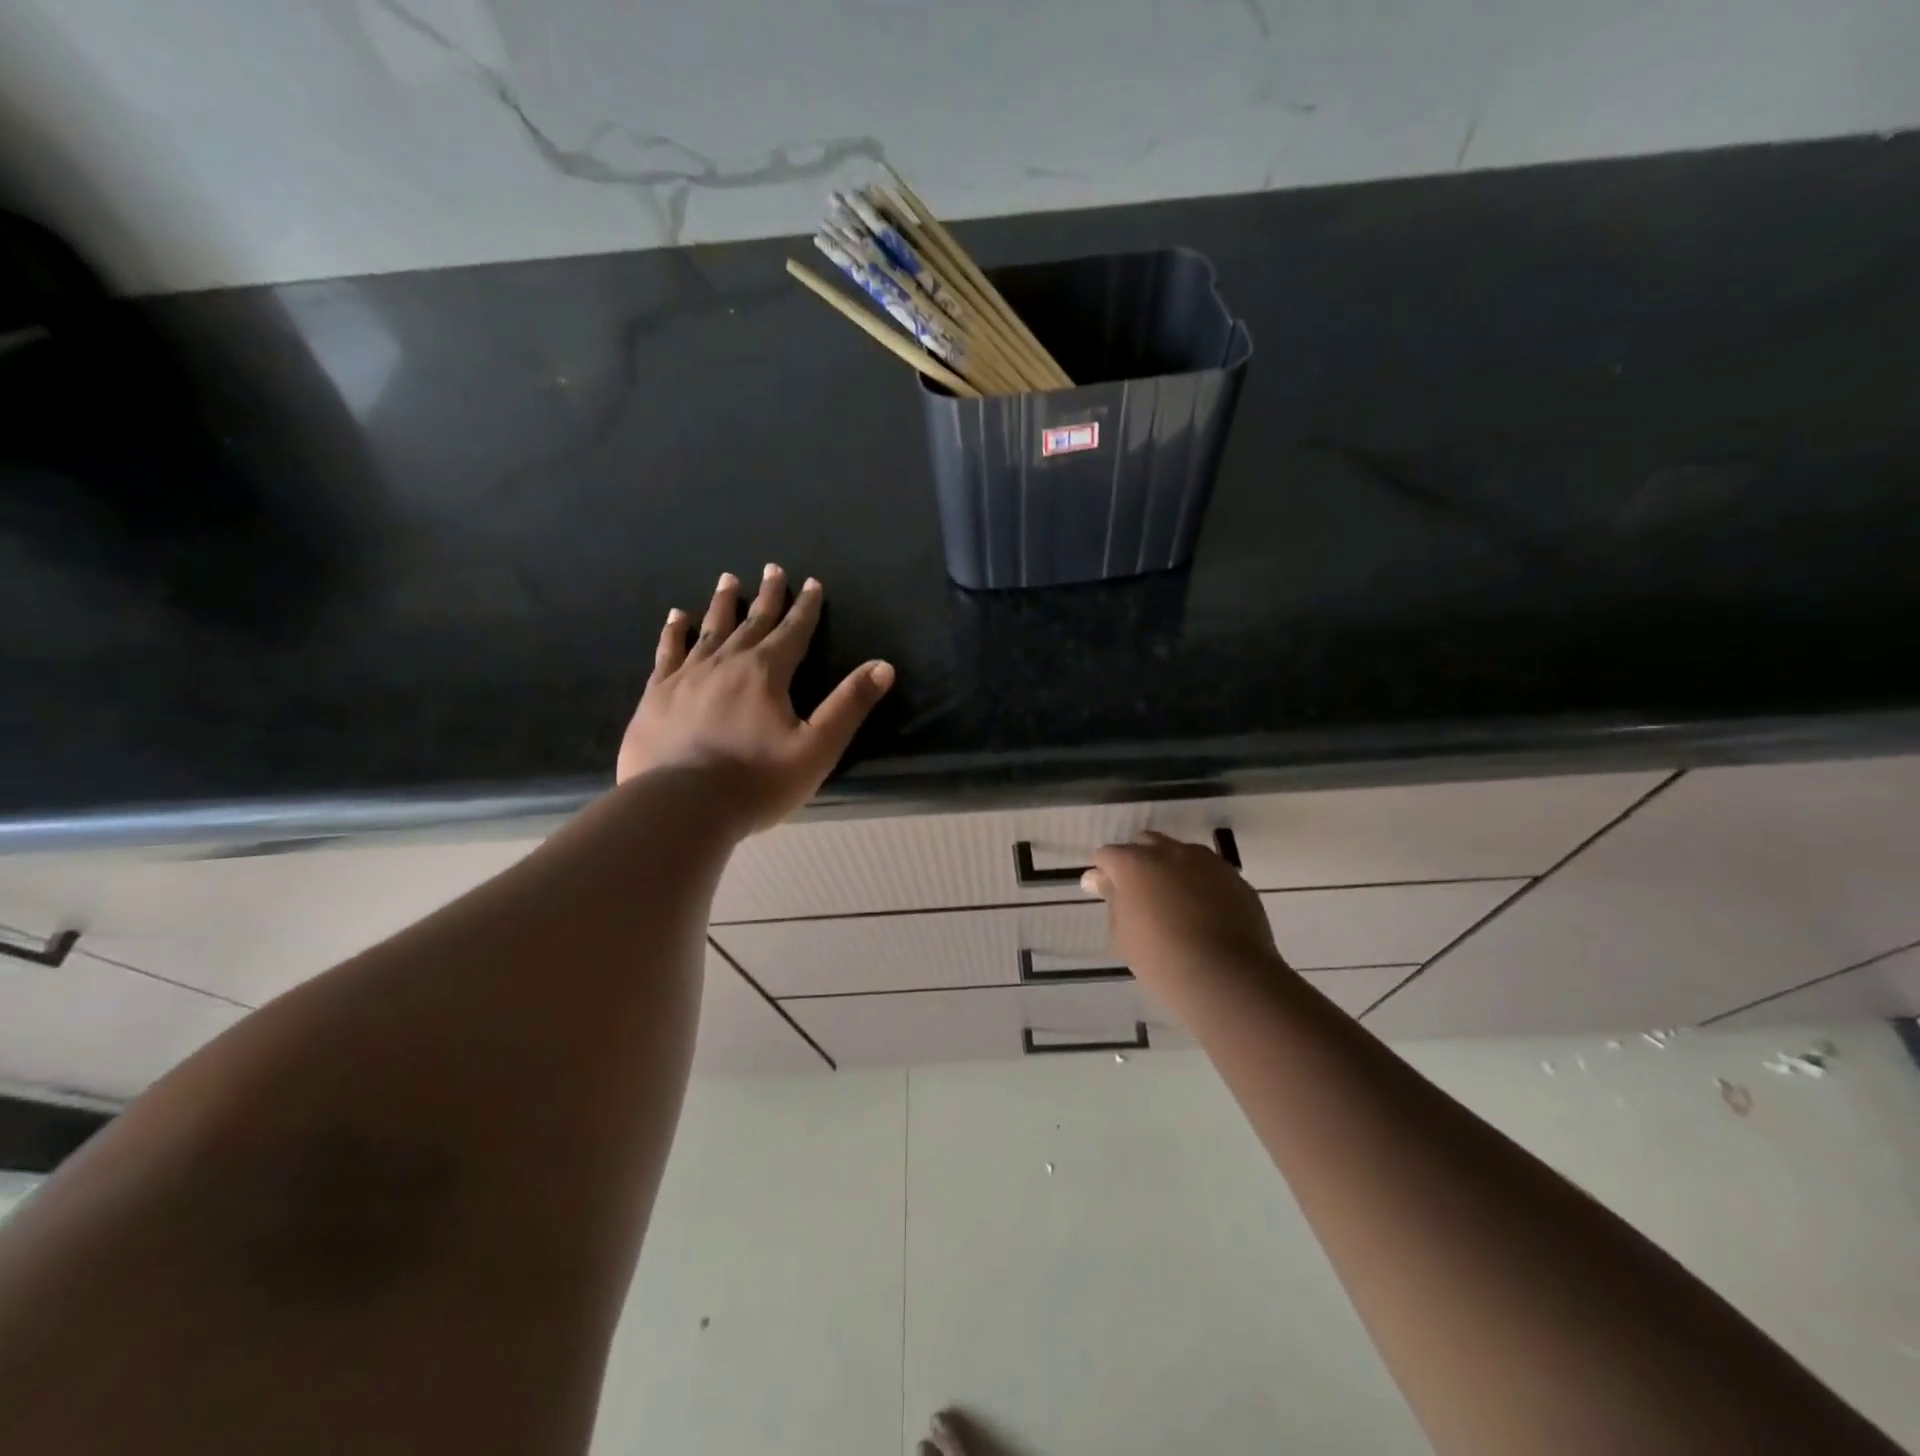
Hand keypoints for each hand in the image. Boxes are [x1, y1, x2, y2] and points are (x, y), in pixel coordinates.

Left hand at [617, 565, 893, 829]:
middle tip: (773, 568)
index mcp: (767, 673)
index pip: (793, 631)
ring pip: (710, 630)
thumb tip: (883, 666)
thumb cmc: (757, 781)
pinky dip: (675, 632)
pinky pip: (668, 652)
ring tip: (728, 580)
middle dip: (767, 596)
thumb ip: (849, 705)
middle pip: (752, 622)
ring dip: (723, 604)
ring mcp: (687, 676)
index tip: (812, 583)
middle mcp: (727, 663)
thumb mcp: (817, 748)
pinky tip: (677, 617)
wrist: (681, 806)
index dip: (806, 608)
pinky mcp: (657, 694)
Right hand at [1085, 831, 1286, 991]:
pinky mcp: (1235, 878)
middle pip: (1145, 843)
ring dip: (1171, 868)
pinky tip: (1203, 912)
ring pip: (1181, 853)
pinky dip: (1200, 883)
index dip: (1103, 871)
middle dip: (1137, 860)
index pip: (1107, 855)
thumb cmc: (1161, 959)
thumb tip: (1099, 878)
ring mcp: (1207, 862)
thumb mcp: (1123, 933)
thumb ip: (1112, 898)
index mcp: (1134, 863)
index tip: (1102, 891)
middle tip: (1137, 892)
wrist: (1227, 976)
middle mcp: (1170, 852)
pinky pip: (1210, 872)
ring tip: (1174, 901)